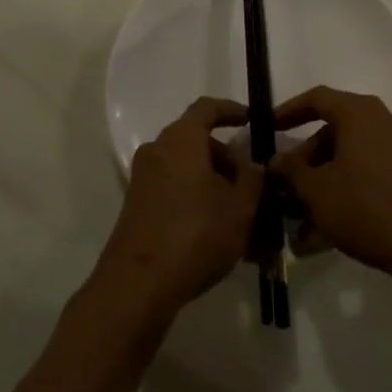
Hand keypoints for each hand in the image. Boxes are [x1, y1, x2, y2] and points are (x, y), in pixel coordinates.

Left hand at [94, 98, 263, 323]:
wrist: (139, 283)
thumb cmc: (196, 234)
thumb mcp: (240, 208)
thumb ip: (253, 179)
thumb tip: (254, 165)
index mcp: (181, 139)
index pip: (207, 108)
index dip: (231, 110)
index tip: (251, 121)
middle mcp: (157, 151)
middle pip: (197, 141)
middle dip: (228, 159)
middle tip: (252, 184)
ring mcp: (144, 178)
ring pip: (187, 169)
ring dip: (215, 184)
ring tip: (242, 215)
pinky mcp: (138, 205)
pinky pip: (174, 189)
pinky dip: (197, 199)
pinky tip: (219, 232)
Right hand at [271, 86, 391, 288]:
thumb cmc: (365, 207)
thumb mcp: (316, 190)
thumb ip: (291, 169)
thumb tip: (276, 159)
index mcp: (359, 113)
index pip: (316, 98)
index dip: (288, 111)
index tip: (268, 128)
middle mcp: (382, 120)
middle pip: (334, 128)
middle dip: (306, 155)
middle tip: (286, 180)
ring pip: (350, 153)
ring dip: (323, 176)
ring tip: (301, 211)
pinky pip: (367, 170)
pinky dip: (345, 186)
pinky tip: (326, 223)